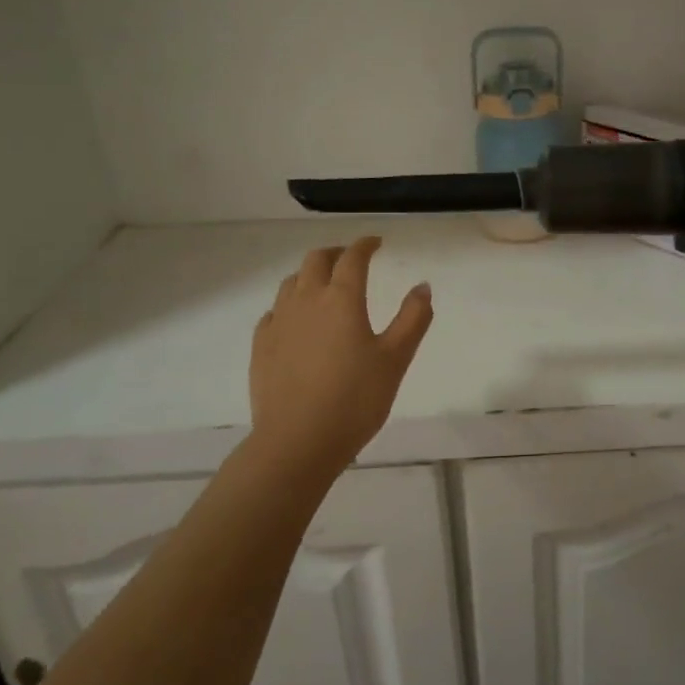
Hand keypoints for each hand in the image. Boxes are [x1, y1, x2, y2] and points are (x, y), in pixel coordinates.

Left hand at [250, 237, 433, 473]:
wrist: (298, 441)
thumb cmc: (355, 399)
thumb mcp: (395, 359)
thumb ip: (413, 319)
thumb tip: (423, 286)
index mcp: (341, 299)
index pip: (352, 258)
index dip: (365, 245)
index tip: (376, 242)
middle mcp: (306, 300)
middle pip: (315, 260)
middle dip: (335, 253)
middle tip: (350, 259)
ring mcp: (279, 322)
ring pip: (291, 282)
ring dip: (309, 275)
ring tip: (323, 285)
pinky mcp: (261, 346)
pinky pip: (274, 311)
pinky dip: (289, 304)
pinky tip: (296, 320)